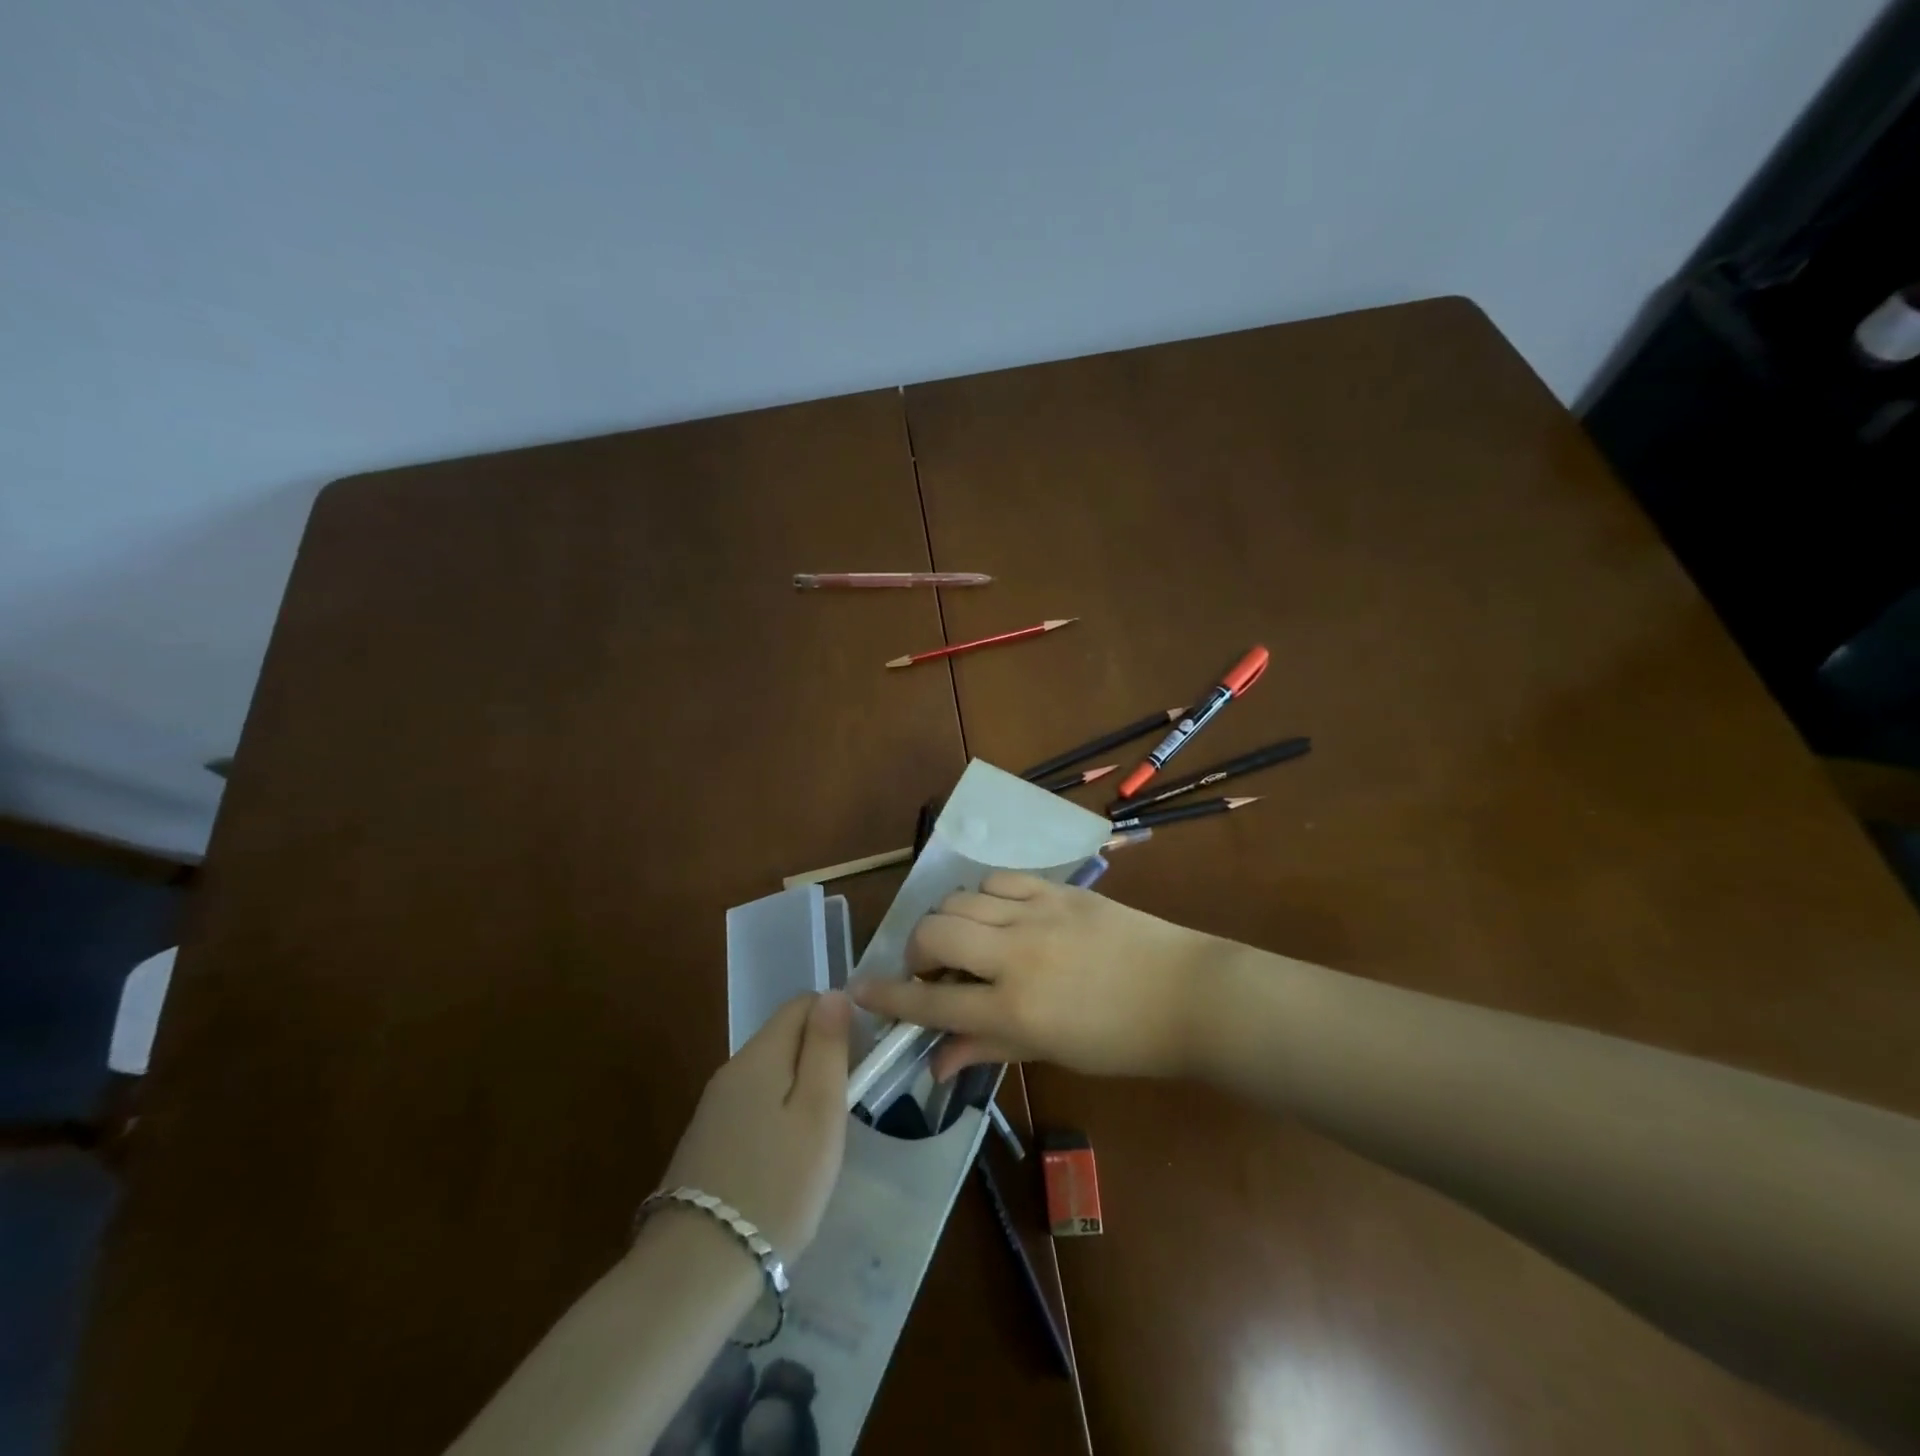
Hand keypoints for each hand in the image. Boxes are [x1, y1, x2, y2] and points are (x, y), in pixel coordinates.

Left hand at [659, 991, 850, 1256]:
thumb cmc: (776, 1185)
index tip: (860, 1061)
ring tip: (822, 1138)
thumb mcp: (819, 1112)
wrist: (695, 1269)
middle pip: (785, 1037)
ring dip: (801, 1089)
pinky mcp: (706, 1141)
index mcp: (760, 1055)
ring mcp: (713, 1107)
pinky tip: (787, 1160)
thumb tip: (833, 993)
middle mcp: (731, 1070)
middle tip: (847, 1105)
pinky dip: (778, 1116)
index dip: (838, 1019)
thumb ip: (827, 1047)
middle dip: (821, 1056)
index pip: (803, 1003)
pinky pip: (753, 1106)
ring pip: (770, 1074)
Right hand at [848, 872, 1211, 1080]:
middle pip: (933, 933)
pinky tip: (996, 914)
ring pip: (960, 898)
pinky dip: (983, 896)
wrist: (1187, 994)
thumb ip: (986, 1049)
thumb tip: (934, 1063)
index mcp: (1013, 1008)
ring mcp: (1036, 913)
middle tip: (931, 971)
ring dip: (949, 921)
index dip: (887, 998)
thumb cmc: (1121, 1040)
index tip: (860, 991)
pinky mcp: (1057, 889)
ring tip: (968, 942)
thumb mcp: (1050, 1052)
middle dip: (915, 952)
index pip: (930, 1002)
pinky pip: (999, 880)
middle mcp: (1014, 954)